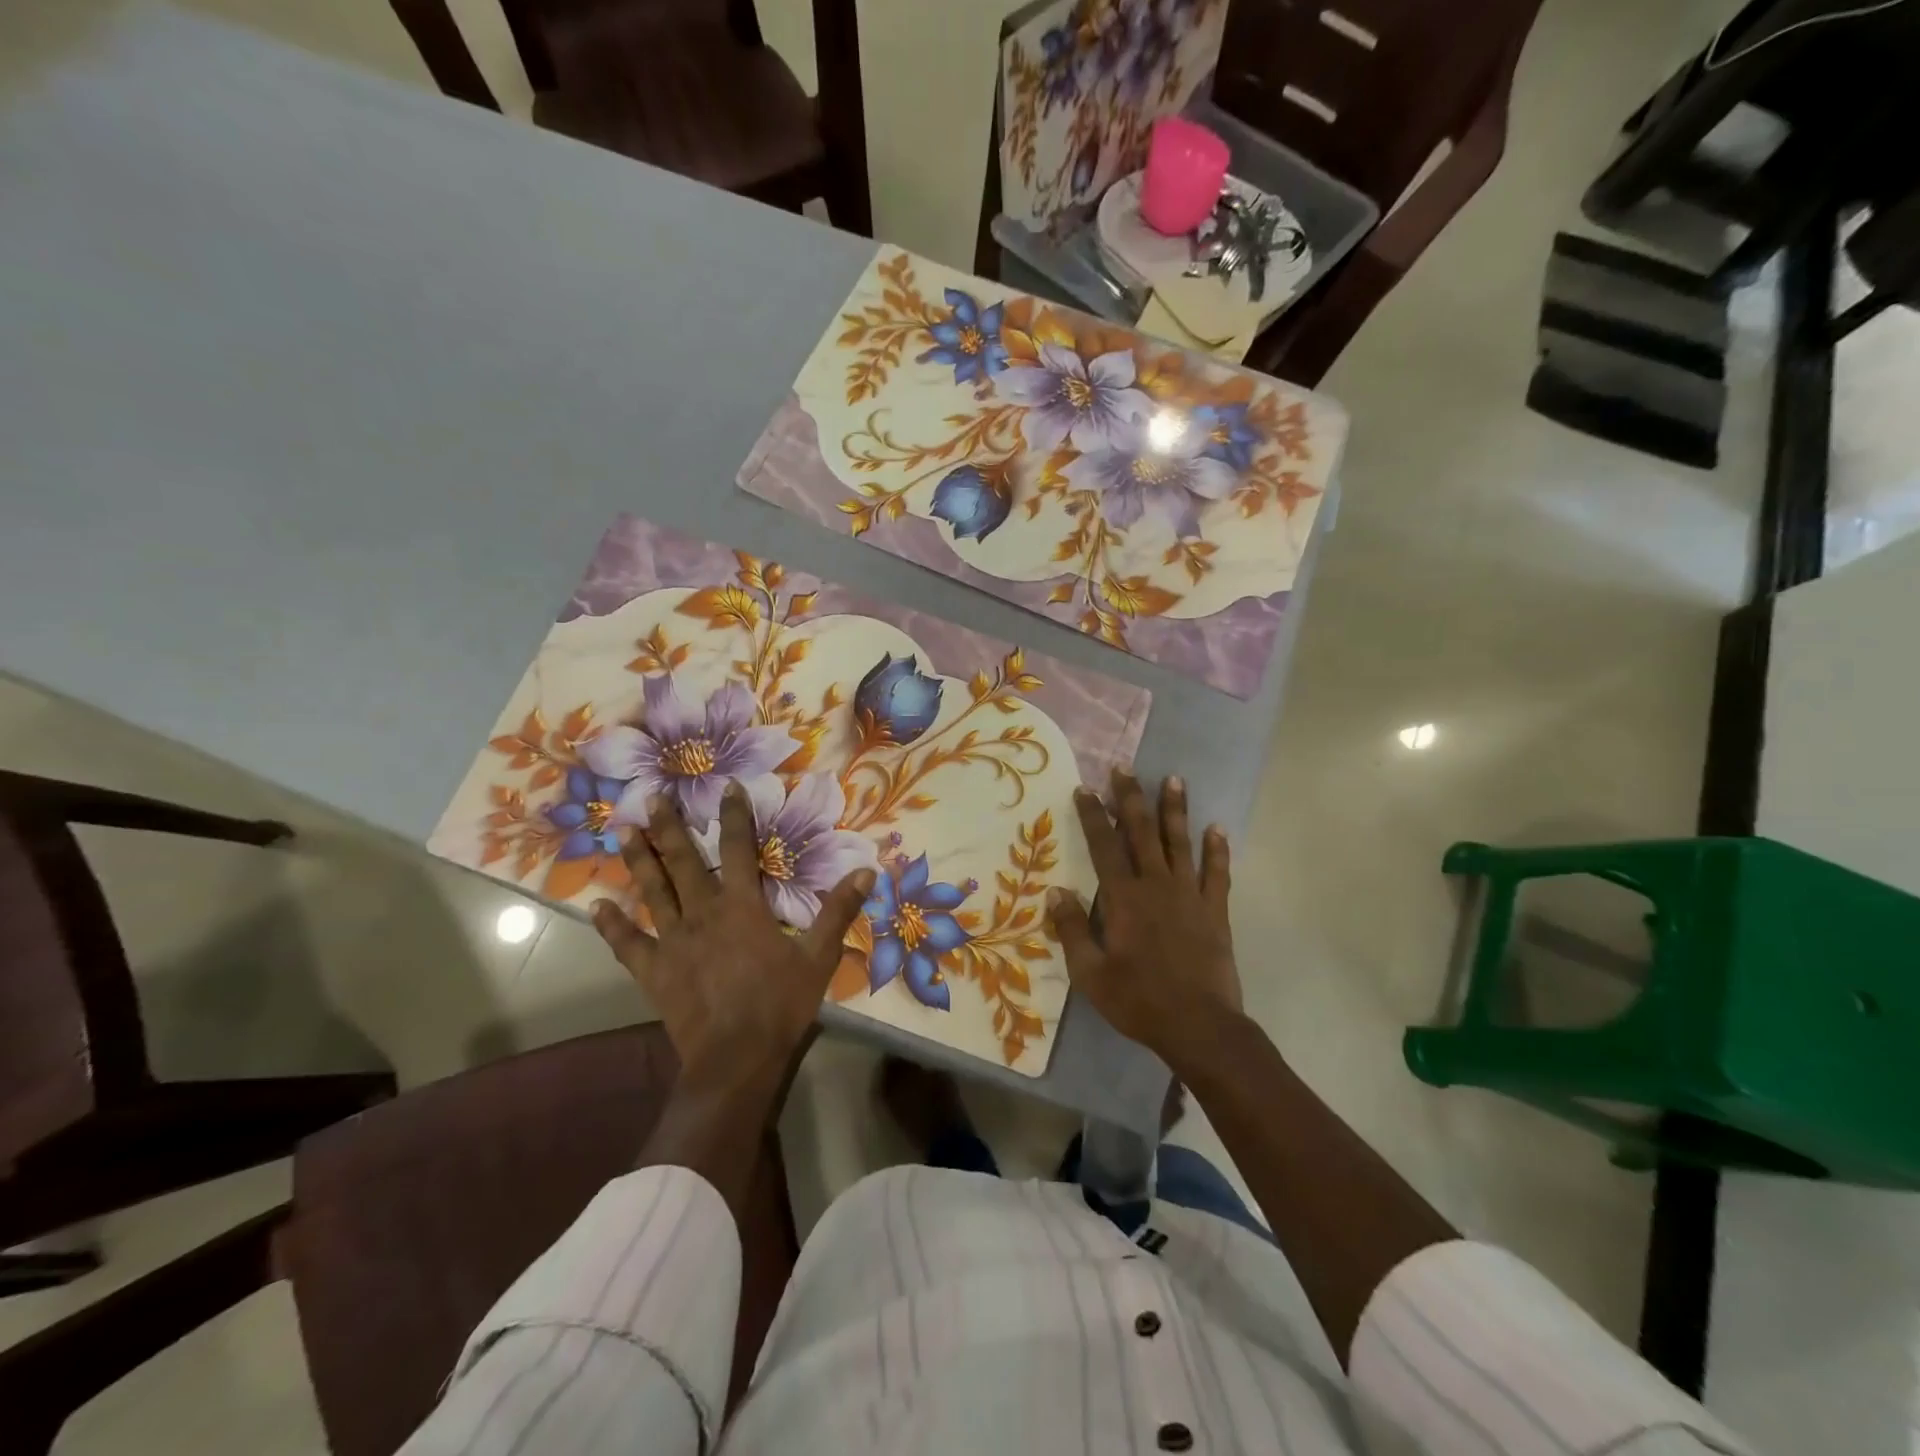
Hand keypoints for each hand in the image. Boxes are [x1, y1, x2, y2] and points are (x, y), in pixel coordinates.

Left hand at [590, 781, 874, 1089]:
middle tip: (652, 798)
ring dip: (639, 861)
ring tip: (622, 832)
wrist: (736, 1058)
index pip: (739, 848)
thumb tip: (867, 871)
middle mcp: (703, 913)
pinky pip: (628, 944)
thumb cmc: (780, 1004)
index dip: (734, 815)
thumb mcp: (819, 957)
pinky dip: (612, 926)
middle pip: (683, 862)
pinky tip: (596, 907)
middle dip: (669, 827)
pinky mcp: (654, 971)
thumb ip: (838, 911)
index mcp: (742, 906)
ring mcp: (673, 941)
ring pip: (652, 892)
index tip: (728, 786)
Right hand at [1048, 770, 1239, 1057]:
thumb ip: (1073, 930)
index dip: (1093, 816)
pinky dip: (1217, 850)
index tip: (1086, 789)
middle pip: (1142, 833)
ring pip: (1181, 843)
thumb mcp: (1090, 973)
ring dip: (1175, 810)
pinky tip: (1217, 828)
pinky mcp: (1215, 911)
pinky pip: (1217, 873)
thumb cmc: (1138, 1000)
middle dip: (1131, 799)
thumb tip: (1056, 892)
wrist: (1198, 1026)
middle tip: (1124, 769)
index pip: (1104, 847)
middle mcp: (1156, 886)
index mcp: (1124, 899)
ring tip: (1174, 779)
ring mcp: (1189, 895)